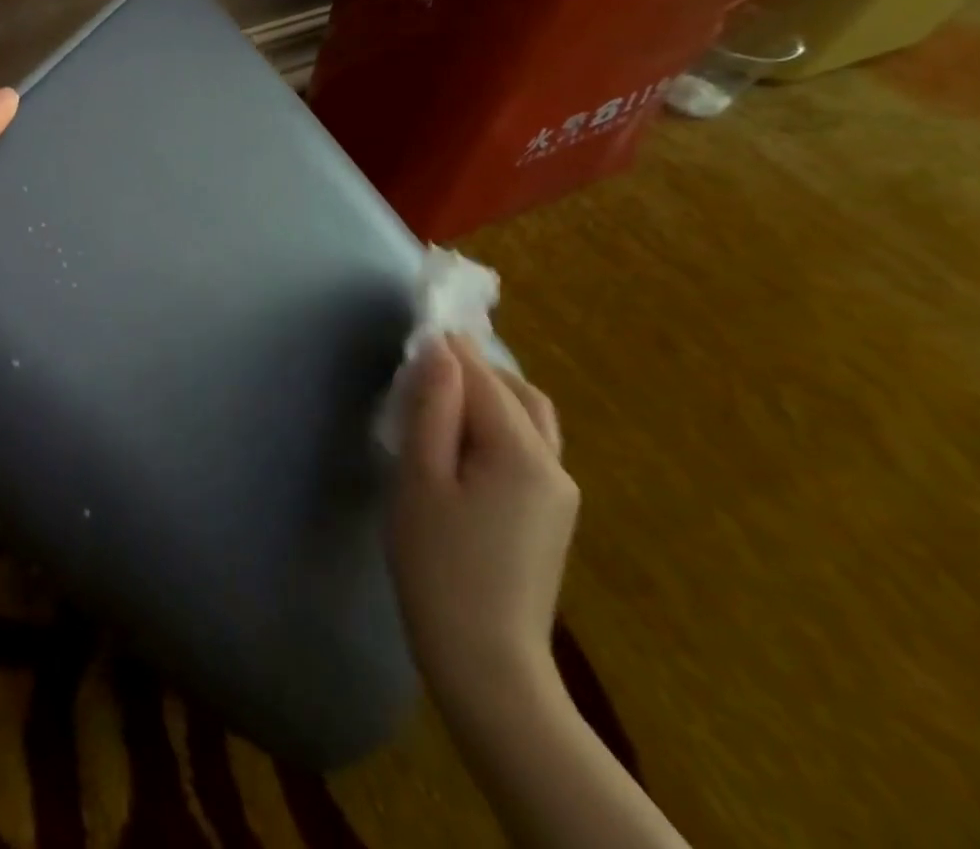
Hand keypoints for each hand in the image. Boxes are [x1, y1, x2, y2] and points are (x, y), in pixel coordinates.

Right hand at [388, 335, 577, 717]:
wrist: (486, 660)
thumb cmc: (438, 563)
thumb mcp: (420, 477)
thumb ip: (432, 408)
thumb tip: (439, 350)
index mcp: (521, 453)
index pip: (484, 378)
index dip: (451, 346)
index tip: (420, 320)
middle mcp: (554, 466)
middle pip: (518, 393)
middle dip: (476, 366)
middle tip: (426, 357)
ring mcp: (559, 494)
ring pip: (529, 420)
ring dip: (490, 394)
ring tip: (442, 392)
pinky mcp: (551, 516)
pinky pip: (529, 447)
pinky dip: (498, 424)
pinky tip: (463, 438)